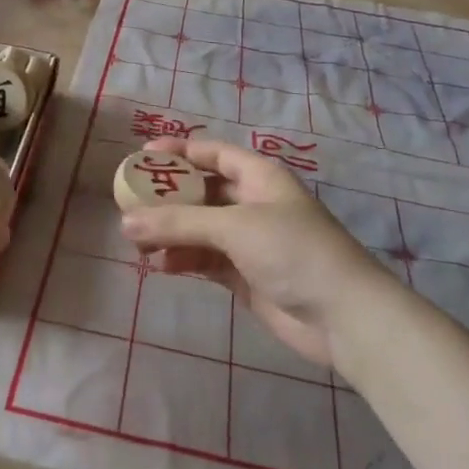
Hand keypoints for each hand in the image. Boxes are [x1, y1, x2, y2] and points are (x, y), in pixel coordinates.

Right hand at [120, 138, 387, 368]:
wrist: (342, 316)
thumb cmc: (292, 251)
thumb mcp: (233, 226)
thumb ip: (178, 222)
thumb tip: (125, 222)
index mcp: (259, 176)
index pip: (213, 153)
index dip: (179, 151)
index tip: (142, 157)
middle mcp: (253, 203)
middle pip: (202, 192)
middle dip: (167, 199)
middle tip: (130, 205)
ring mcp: (249, 241)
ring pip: (199, 228)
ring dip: (171, 233)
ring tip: (138, 245)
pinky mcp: (245, 275)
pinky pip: (205, 259)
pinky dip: (183, 259)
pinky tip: (161, 266)